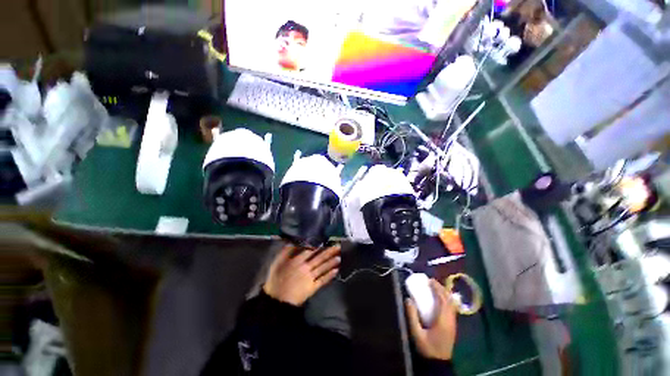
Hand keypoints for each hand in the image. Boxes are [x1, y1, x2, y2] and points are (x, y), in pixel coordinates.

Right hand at [263, 244, 340, 305]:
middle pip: (319, 258)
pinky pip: (322, 280)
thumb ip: (286, 251)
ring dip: (332, 262)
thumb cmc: (276, 279)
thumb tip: (294, 240)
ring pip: (323, 268)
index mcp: (297, 261)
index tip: (327, 238)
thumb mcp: (277, 262)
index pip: (310, 250)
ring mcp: (310, 278)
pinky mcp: (312, 288)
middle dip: (330, 251)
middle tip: (339, 245)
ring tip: (340, 256)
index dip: (319, 244)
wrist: (276, 301)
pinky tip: (337, 270)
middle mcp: (306, 268)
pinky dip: (330, 276)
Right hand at [406, 279, 456, 360]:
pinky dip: (446, 299)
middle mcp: (451, 319)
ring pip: (452, 303)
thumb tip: (408, 299)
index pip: (443, 299)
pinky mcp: (453, 325)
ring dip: (444, 293)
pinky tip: (439, 299)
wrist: (439, 363)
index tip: (429, 280)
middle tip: (431, 282)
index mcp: (443, 320)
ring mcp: (453, 322)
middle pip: (449, 299)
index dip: (437, 288)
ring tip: (435, 288)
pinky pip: (452, 308)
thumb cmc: (427, 348)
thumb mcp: (416, 333)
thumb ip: (412, 316)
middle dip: (441, 288)